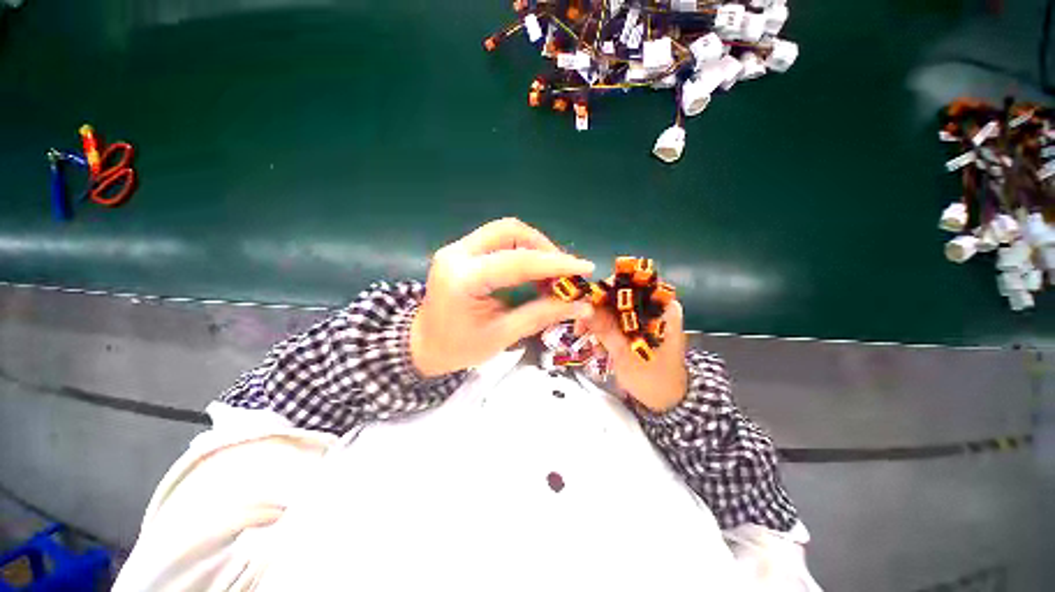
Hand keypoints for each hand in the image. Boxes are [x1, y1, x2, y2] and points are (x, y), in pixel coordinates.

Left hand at [411, 218, 595, 376]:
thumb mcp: (503, 335)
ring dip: (534, 247)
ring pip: (505, 231)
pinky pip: (498, 241)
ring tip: (550, 273)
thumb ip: (542, 314)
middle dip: (543, 248)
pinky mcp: (462, 251)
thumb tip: (581, 304)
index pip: (518, 262)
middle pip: (510, 231)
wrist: (424, 345)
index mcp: (463, 279)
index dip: (555, 264)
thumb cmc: (459, 348)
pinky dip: (522, 251)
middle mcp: (457, 253)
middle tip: (563, 272)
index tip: (584, 268)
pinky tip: (533, 270)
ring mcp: (457, 248)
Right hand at [578, 301, 687, 412]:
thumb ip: (604, 329)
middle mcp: (655, 306)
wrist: (668, 400)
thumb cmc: (653, 378)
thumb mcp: (626, 354)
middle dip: (596, 312)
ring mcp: (646, 317)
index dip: (603, 292)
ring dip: (598, 325)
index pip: (629, 284)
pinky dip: (605, 332)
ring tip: (592, 346)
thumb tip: (583, 308)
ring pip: (613, 310)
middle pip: (618, 297)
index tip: (583, 308)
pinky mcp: (638, 327)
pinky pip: (616, 322)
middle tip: (580, 330)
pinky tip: (599, 348)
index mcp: (661, 307)